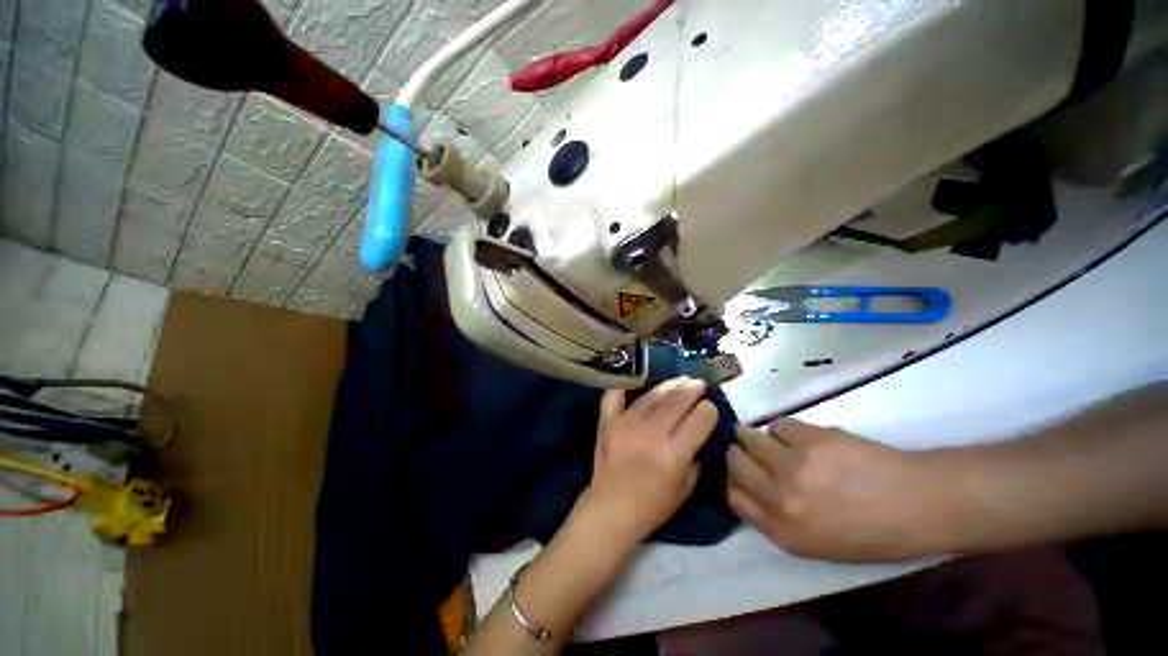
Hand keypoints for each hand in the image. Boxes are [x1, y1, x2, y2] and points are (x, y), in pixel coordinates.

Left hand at [572, 377, 718, 549]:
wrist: (611, 508)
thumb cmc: (653, 505)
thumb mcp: (687, 487)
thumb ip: (696, 455)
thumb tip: (701, 430)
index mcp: (673, 453)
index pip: (700, 419)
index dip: (709, 410)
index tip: (710, 407)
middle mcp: (651, 433)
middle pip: (677, 400)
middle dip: (692, 389)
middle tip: (699, 384)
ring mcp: (626, 423)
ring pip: (652, 395)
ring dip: (669, 385)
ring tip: (680, 380)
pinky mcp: (608, 421)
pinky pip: (615, 395)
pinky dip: (625, 386)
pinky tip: (637, 381)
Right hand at [726, 418, 951, 561]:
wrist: (919, 504)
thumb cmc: (872, 532)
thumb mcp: (817, 545)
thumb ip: (776, 519)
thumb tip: (752, 487)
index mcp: (782, 530)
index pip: (732, 495)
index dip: (732, 480)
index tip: (742, 473)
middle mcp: (779, 497)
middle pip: (733, 461)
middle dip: (738, 453)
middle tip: (752, 451)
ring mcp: (792, 464)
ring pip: (748, 436)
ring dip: (756, 436)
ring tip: (774, 441)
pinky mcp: (808, 437)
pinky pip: (778, 424)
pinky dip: (784, 429)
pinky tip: (802, 438)